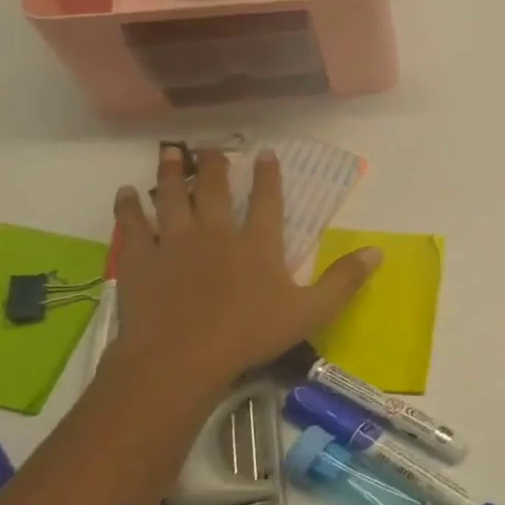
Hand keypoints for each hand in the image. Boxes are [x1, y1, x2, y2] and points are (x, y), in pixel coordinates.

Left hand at [104, 145, 381, 399]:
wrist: (180, 358)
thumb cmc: (249, 334)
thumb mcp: (311, 311)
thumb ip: (344, 280)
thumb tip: (379, 251)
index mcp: (258, 244)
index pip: (268, 201)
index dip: (269, 176)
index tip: (265, 153)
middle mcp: (216, 233)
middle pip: (216, 191)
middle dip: (216, 166)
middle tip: (212, 146)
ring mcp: (174, 243)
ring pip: (173, 198)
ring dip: (173, 173)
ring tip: (171, 152)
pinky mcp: (141, 260)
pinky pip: (133, 225)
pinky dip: (129, 206)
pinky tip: (126, 193)